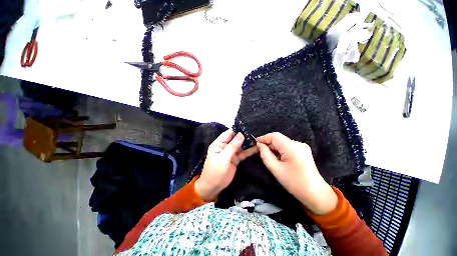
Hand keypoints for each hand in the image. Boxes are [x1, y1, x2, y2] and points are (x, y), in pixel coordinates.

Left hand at [195, 130, 257, 200]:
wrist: (213, 187)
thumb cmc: (215, 171)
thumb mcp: (223, 158)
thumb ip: (232, 146)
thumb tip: (241, 134)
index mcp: (219, 144)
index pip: (229, 133)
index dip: (237, 130)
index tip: (248, 127)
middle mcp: (225, 146)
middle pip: (236, 139)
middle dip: (245, 136)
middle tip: (256, 133)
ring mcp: (231, 152)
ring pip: (240, 146)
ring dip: (248, 143)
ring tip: (258, 139)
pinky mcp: (235, 159)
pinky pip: (243, 153)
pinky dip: (249, 151)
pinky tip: (256, 148)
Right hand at [257, 132, 337, 214]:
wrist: (315, 193)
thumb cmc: (294, 183)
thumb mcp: (276, 169)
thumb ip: (265, 155)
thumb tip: (259, 145)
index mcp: (292, 147)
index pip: (274, 136)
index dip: (263, 138)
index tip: (255, 143)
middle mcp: (298, 144)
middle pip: (279, 138)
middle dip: (268, 143)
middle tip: (260, 151)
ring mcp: (302, 146)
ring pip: (282, 142)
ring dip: (274, 147)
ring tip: (269, 156)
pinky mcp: (303, 150)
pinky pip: (288, 146)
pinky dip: (280, 150)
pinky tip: (278, 157)